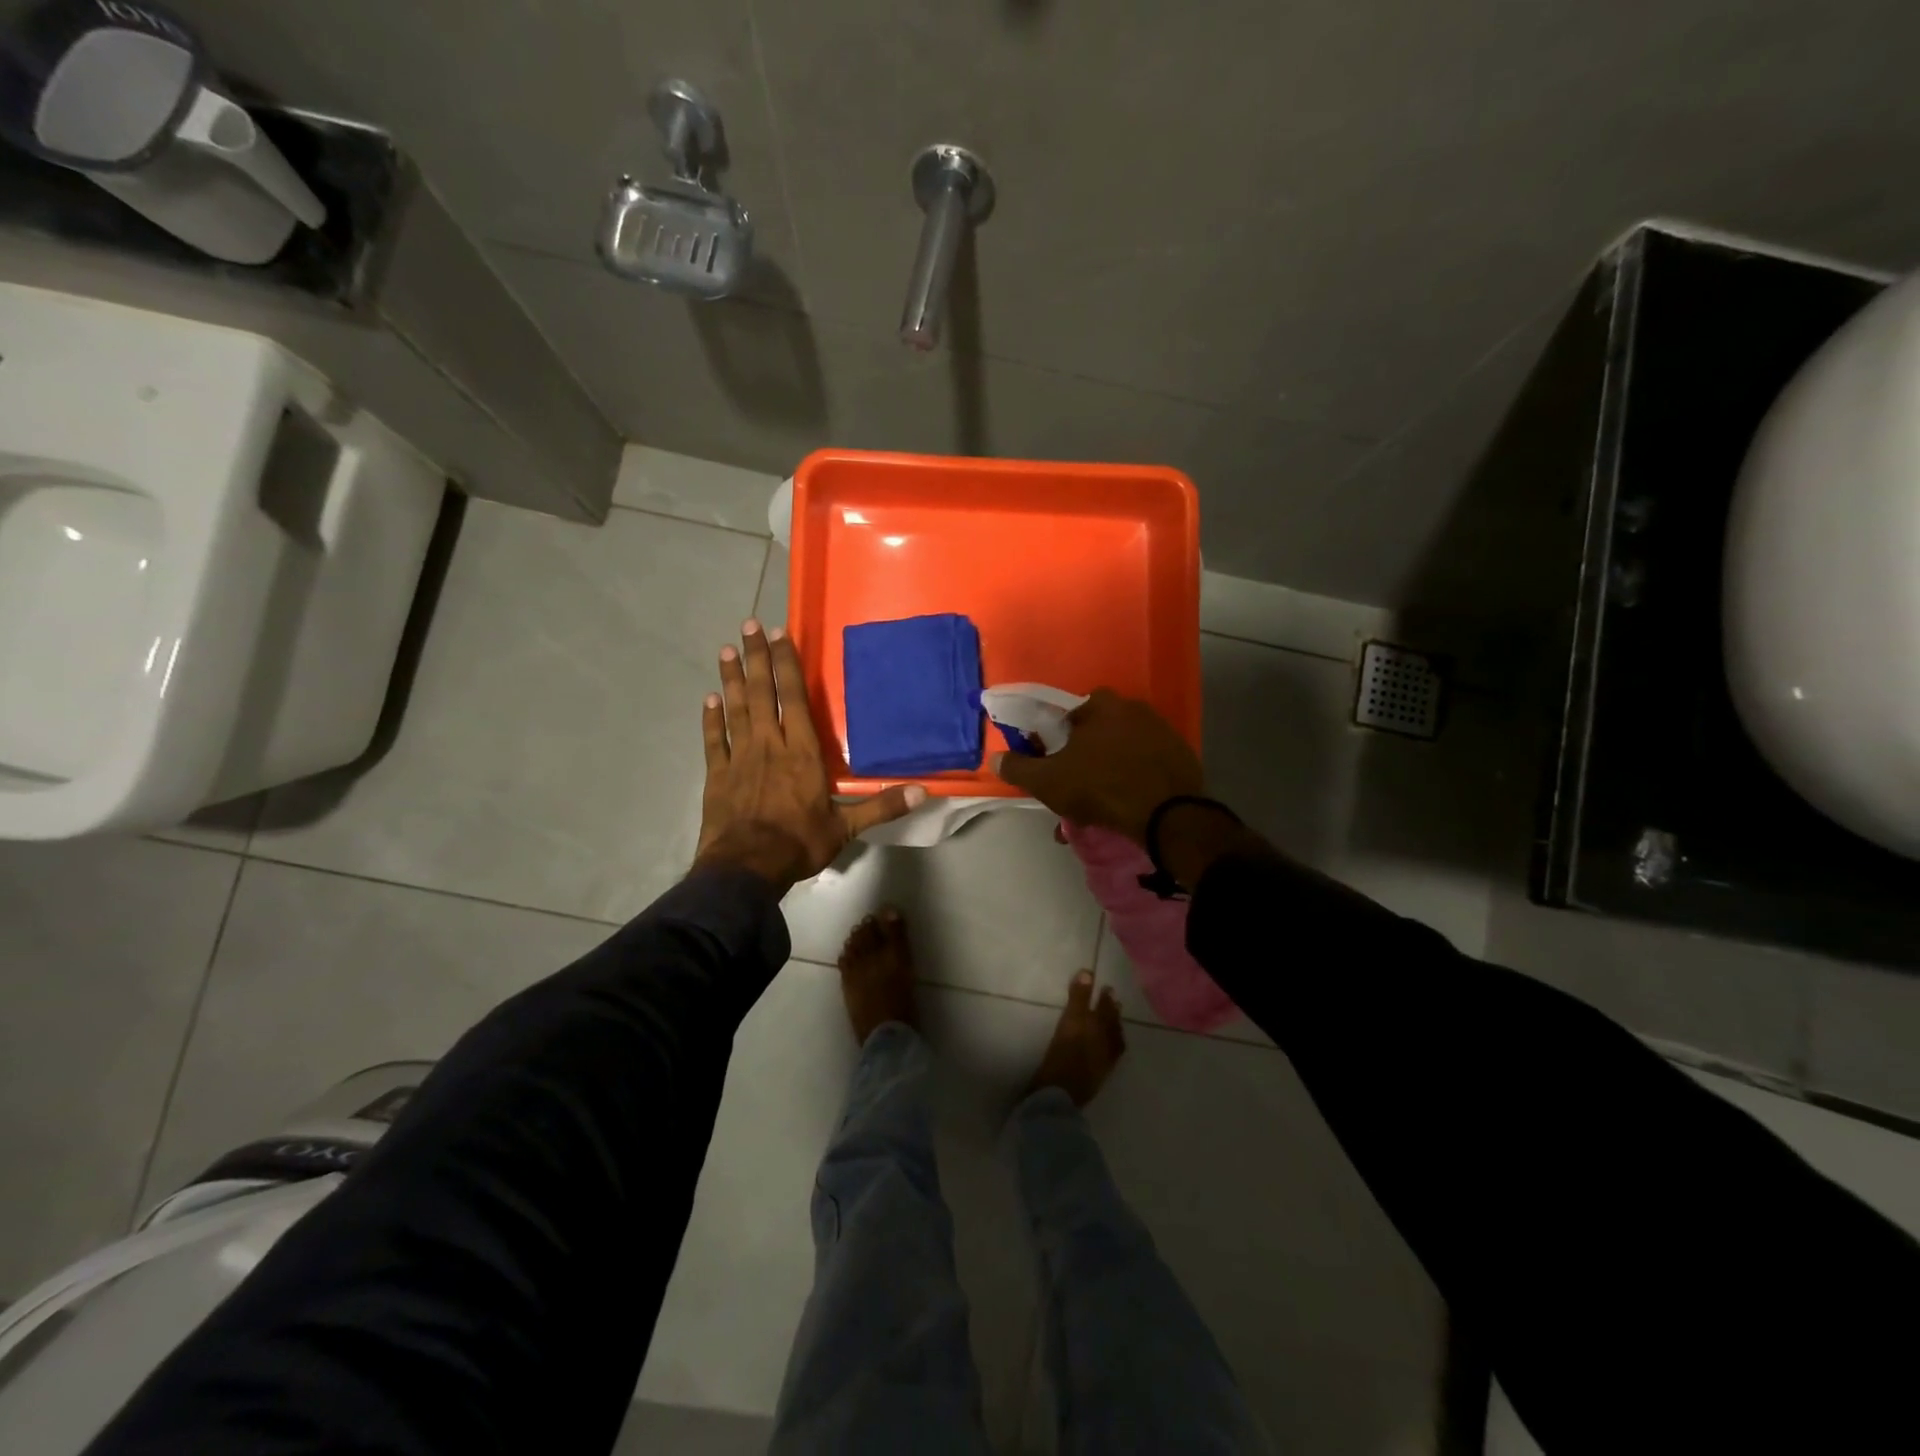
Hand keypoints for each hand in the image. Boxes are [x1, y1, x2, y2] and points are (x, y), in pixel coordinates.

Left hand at [696, 620, 924, 890]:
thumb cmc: (799, 843)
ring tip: (727, 649)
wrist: (746, 869)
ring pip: (736, 709)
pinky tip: (709, 699)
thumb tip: (923, 792)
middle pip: (762, 693)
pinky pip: (715, 740)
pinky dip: (712, 719)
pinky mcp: (718, 775)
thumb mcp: (846, 827)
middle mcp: (769, 745)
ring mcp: (740, 758)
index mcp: (802, 752)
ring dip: (732, 678)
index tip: (779, 635)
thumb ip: (882, 806)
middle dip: (757, 657)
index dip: (786, 664)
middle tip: (749, 624)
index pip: (794, 698)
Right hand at [989, 688, 1204, 845]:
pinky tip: (1122, 808)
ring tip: (1094, 808)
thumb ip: (1018, 767)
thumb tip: (995, 758)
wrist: (1166, 815)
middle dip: (1080, 758)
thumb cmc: (1099, 787)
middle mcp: (1134, 708)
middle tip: (1071, 788)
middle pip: (1095, 733)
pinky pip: (1144, 766)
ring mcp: (1161, 731)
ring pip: (1119, 753)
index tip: (1049, 762)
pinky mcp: (1180, 757)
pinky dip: (1131, 782)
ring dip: (1104, 774)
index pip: (1067, 713)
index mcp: (1101, 704)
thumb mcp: (1047, 781)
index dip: (1053, 738)